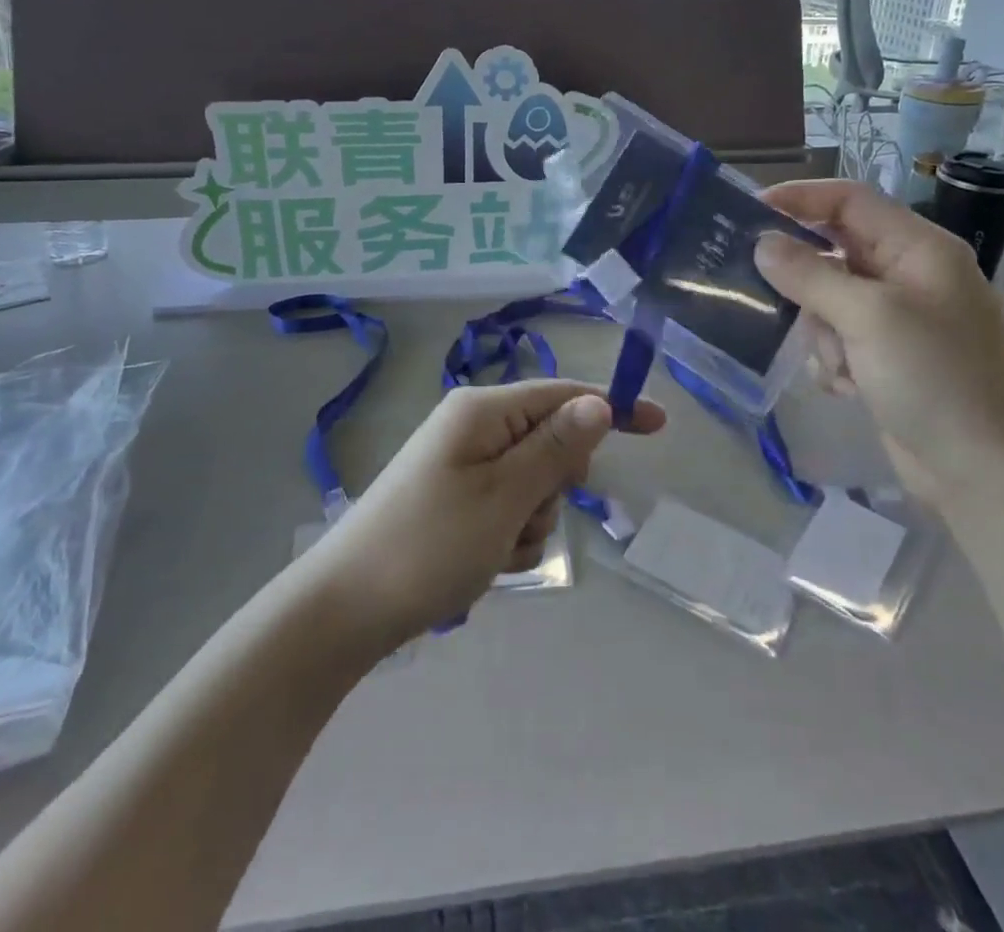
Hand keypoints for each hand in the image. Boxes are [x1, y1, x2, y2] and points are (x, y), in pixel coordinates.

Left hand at [302, 381, 664, 650]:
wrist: (344, 609)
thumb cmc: (429, 545)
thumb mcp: (503, 496)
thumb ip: (555, 448)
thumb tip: (598, 402)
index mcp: (482, 411)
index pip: (563, 395)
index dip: (613, 407)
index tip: (659, 425)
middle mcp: (473, 427)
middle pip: (550, 441)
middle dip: (554, 485)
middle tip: (525, 518)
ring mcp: (462, 465)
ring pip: (533, 484)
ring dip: (530, 520)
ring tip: (494, 550)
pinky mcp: (455, 499)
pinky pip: (508, 508)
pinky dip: (509, 536)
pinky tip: (482, 563)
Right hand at [753, 179, 1003, 506]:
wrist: (986, 474)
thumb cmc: (935, 378)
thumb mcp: (868, 317)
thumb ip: (809, 274)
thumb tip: (762, 243)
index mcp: (918, 248)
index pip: (849, 201)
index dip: (799, 199)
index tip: (748, 213)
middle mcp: (908, 275)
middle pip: (833, 252)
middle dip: (804, 279)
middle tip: (760, 290)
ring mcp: (898, 320)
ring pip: (827, 300)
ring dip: (821, 331)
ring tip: (839, 364)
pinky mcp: (886, 358)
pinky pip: (837, 339)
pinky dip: (832, 359)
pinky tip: (846, 388)